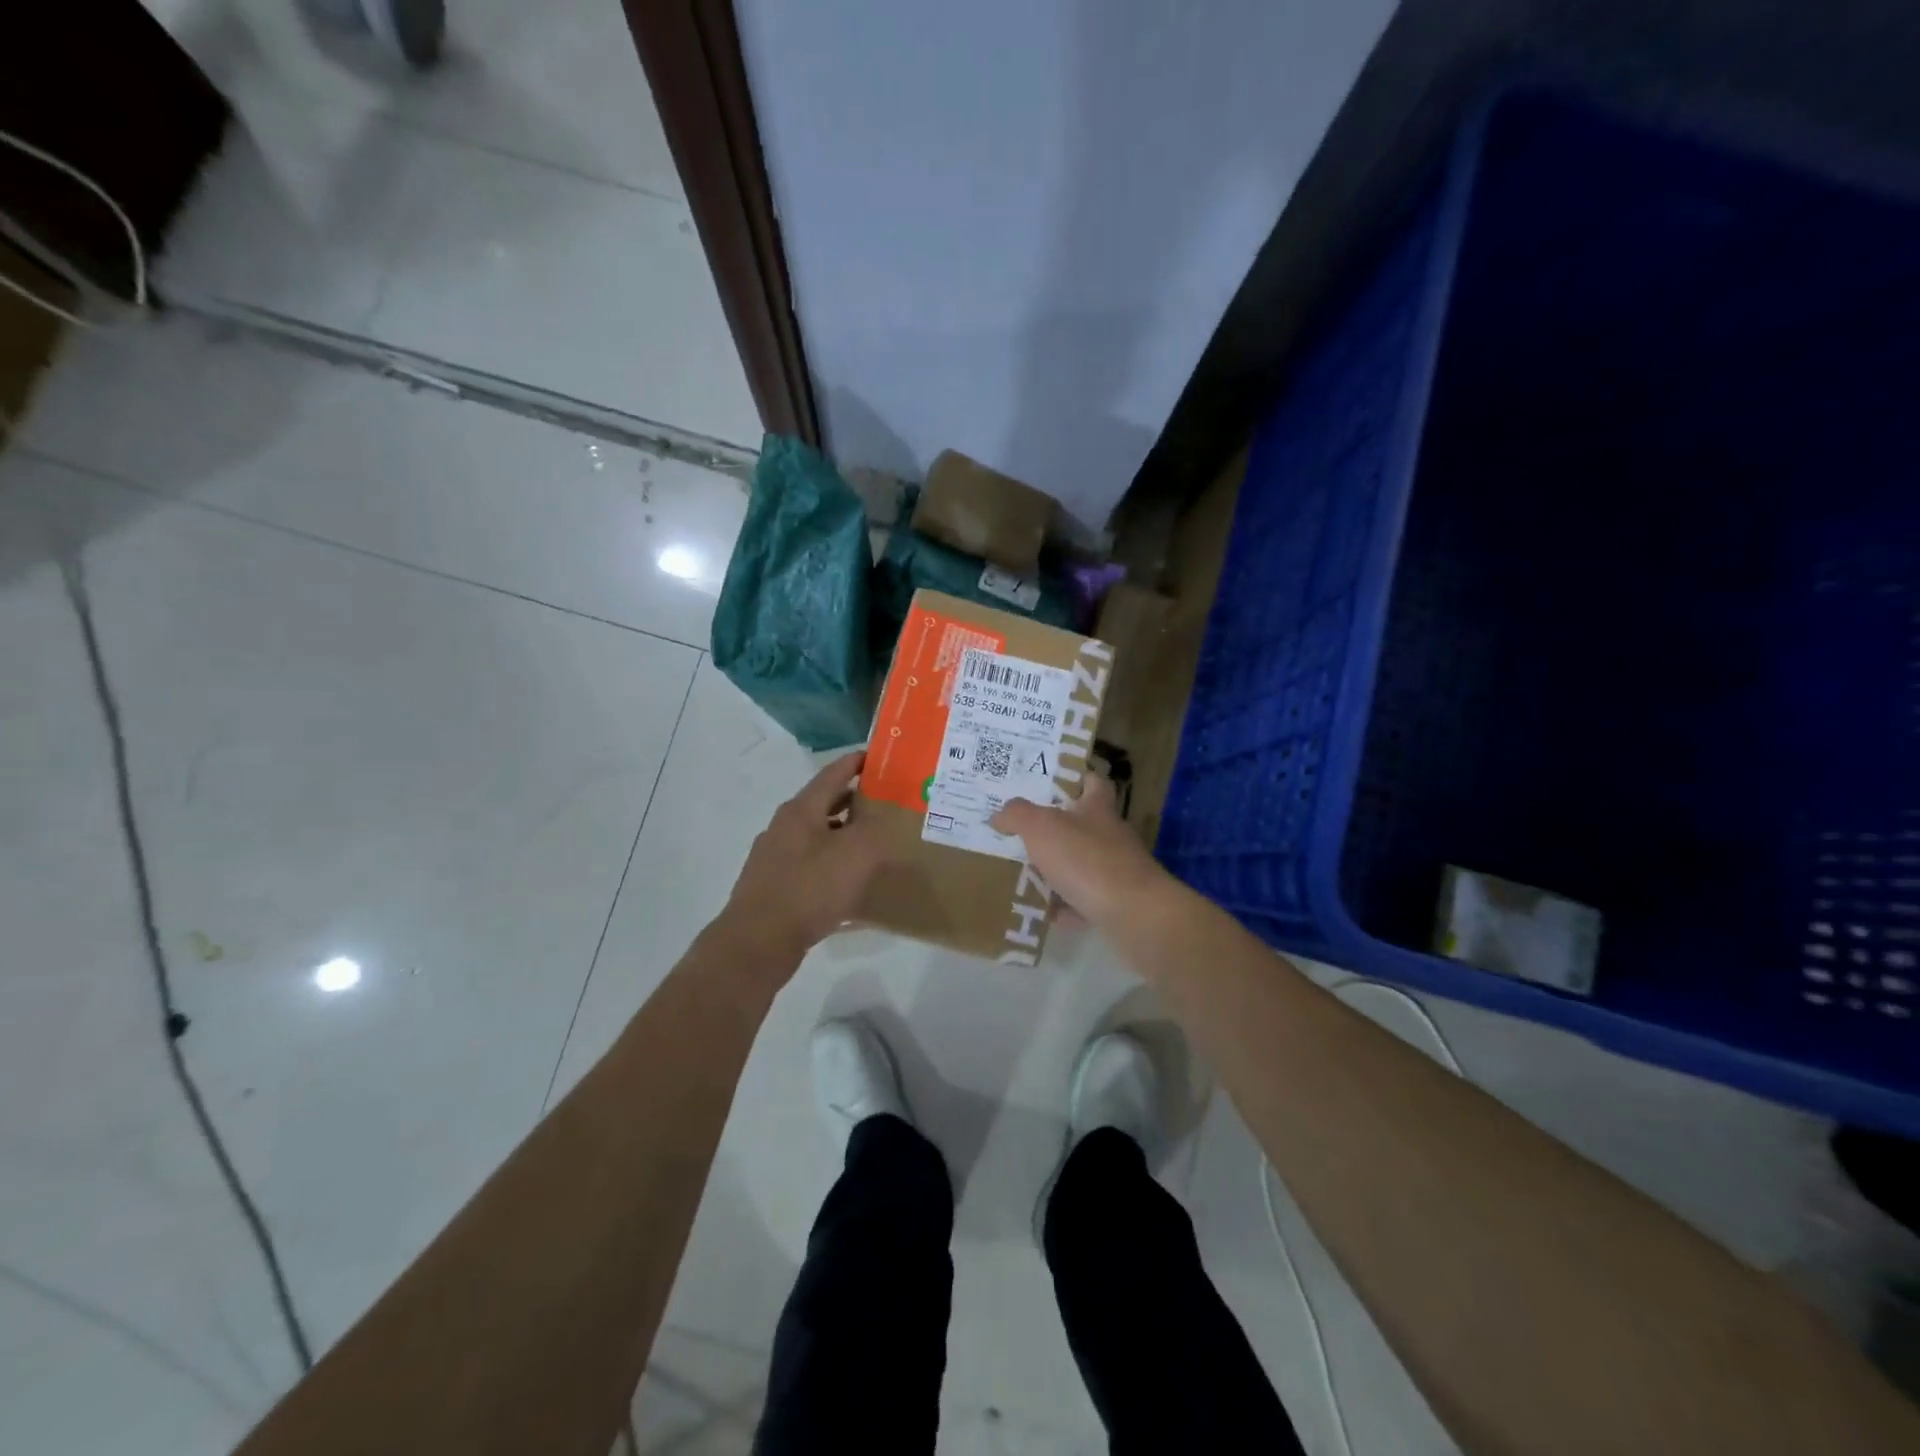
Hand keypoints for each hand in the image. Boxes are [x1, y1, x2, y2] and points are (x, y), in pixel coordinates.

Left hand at [717, 751, 889, 970]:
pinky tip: (851, 886)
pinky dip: (833, 865)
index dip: (856, 763)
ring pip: (817, 837)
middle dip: (854, 801)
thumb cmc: (809, 890)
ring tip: (874, 844)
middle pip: (824, 804)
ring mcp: (776, 858)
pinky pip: (812, 866)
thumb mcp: (855, 855)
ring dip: (844, 835)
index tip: (878, 757)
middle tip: (885, 802)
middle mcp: (784, 828)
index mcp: (801, 811)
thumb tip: (884, 818)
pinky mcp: (775, 887)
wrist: (758, 942)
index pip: (832, 774)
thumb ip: (875, 831)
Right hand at [991, 773, 1170, 928]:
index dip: (1075, 777)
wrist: (1135, 915)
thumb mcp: (1042, 828)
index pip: (1092, 782)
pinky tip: (1046, 912)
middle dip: (1054, 830)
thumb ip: (1017, 815)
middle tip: (1020, 833)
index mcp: (1097, 808)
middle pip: (1082, 825)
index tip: (1050, 782)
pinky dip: (1067, 906)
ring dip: (1057, 871)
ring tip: (1023, 874)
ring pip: (1081, 864)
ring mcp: (1117, 870)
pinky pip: (1085, 901)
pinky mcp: (1118, 903)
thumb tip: (1000, 814)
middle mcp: (1111, 835)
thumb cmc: (1087, 860)